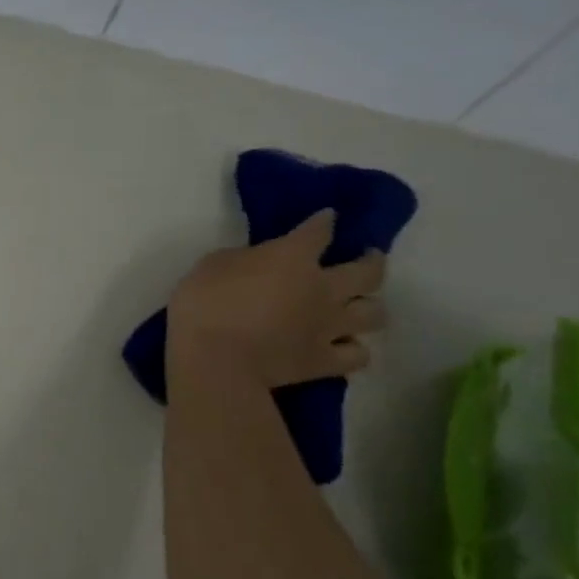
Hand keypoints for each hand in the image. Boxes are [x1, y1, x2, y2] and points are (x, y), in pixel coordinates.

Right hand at [168, 210, 386, 387]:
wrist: (214, 360)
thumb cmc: (203, 306)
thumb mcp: (212, 266)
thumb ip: (243, 260)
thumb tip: (257, 264)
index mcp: (292, 257)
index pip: (319, 231)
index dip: (324, 222)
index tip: (327, 217)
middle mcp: (323, 288)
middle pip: (369, 271)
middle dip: (372, 261)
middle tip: (365, 259)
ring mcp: (329, 326)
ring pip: (374, 314)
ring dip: (368, 307)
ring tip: (356, 307)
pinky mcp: (324, 360)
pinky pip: (358, 355)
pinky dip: (354, 349)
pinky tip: (343, 346)